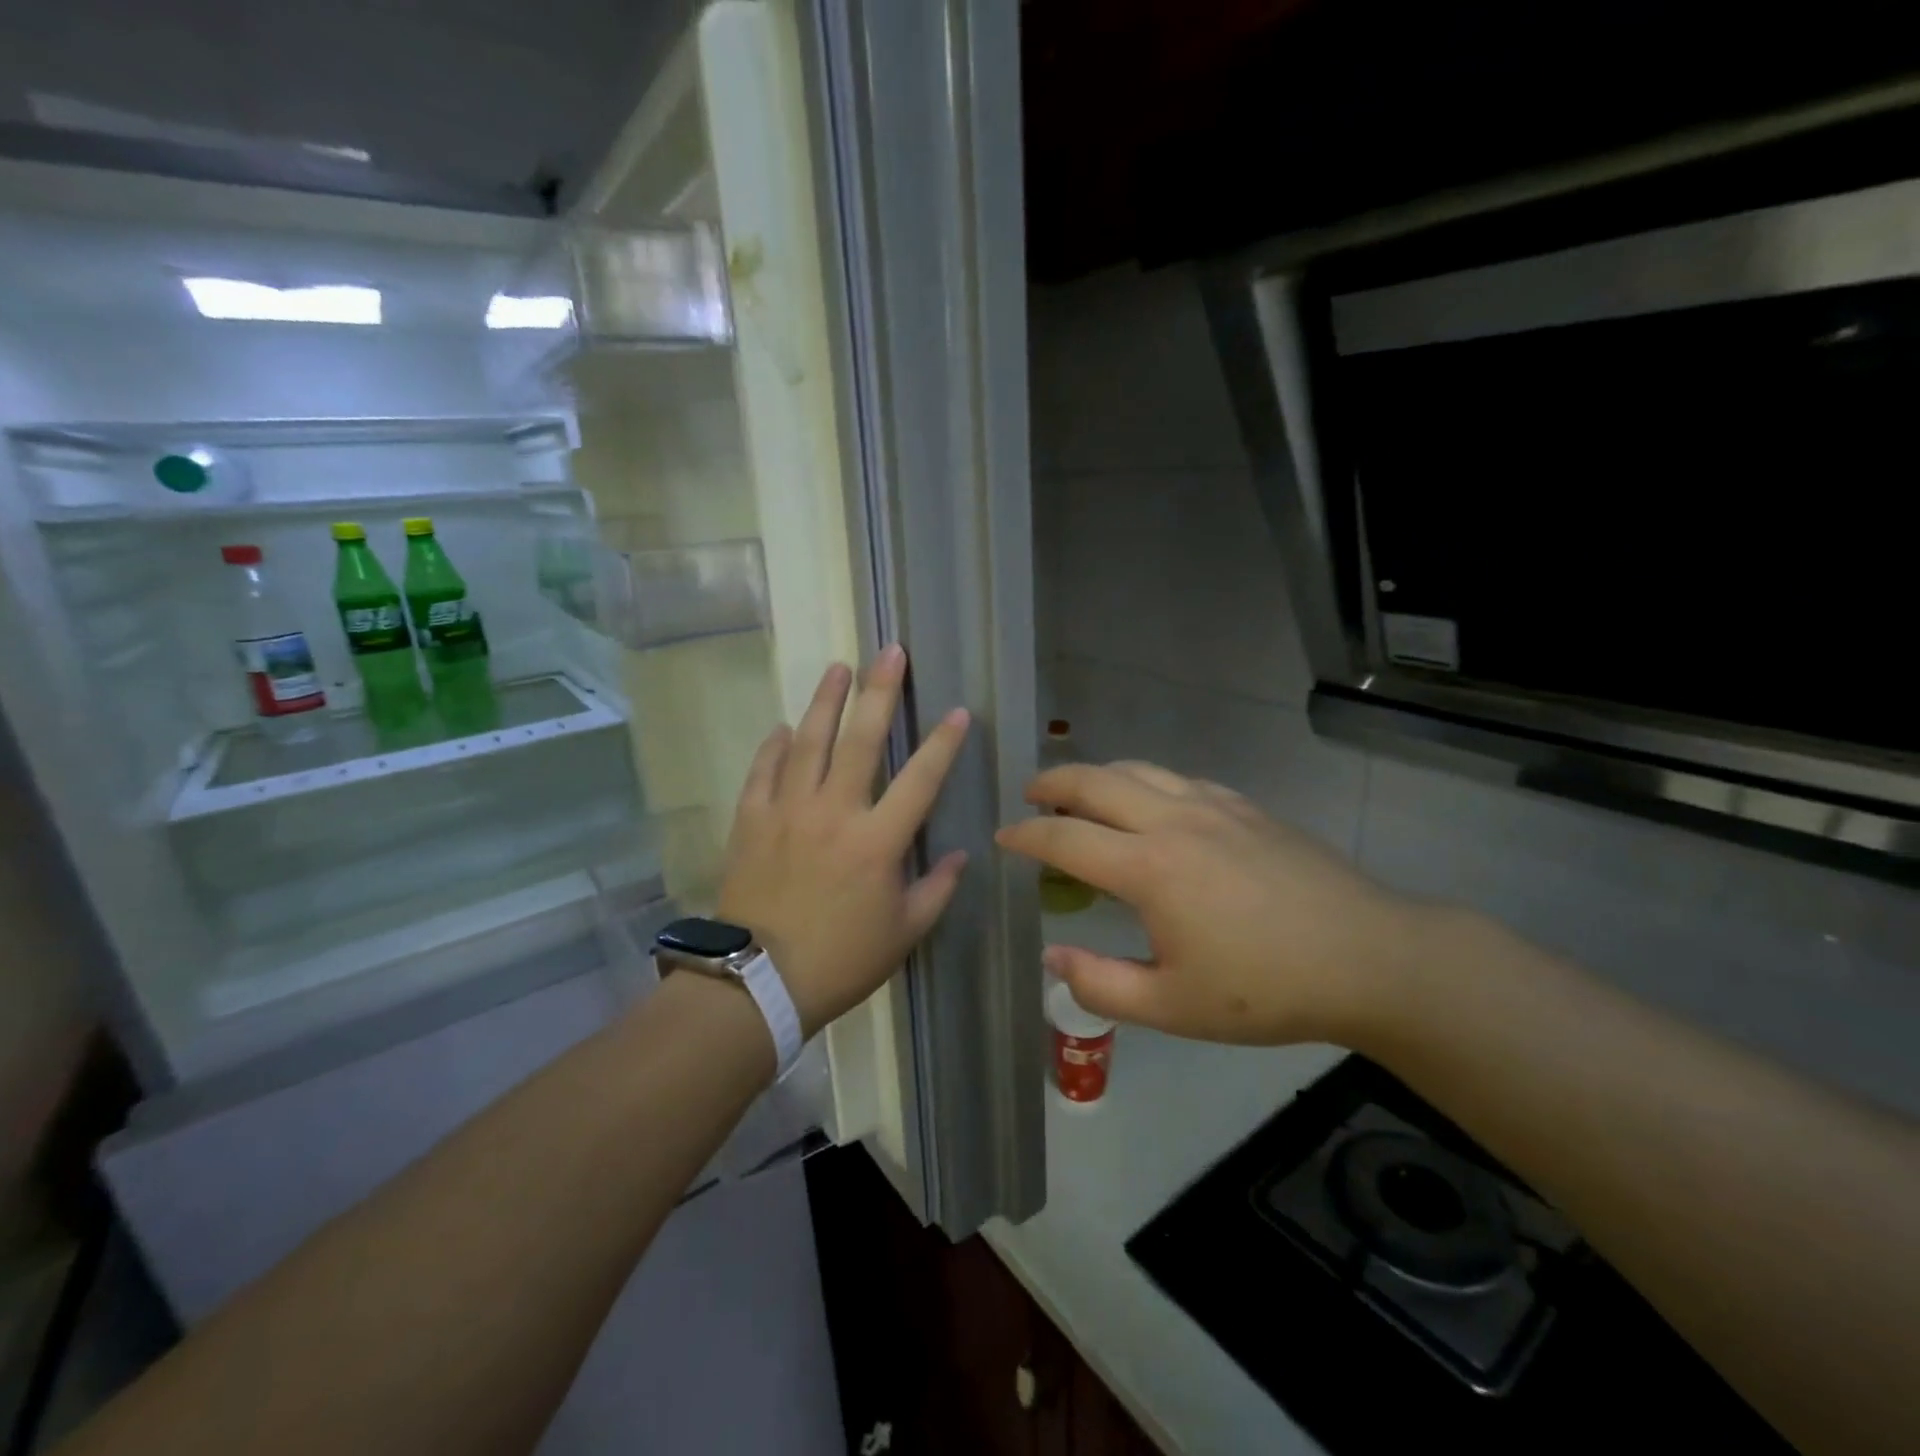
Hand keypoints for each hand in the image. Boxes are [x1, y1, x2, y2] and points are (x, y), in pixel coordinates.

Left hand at [717, 646, 970, 1037]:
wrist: (759, 983)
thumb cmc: (841, 961)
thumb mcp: (904, 933)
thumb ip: (937, 889)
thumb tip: (961, 854)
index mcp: (878, 842)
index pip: (920, 779)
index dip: (943, 743)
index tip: (958, 711)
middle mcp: (834, 813)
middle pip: (860, 740)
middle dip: (879, 691)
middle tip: (889, 652)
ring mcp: (787, 812)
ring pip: (808, 742)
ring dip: (825, 701)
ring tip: (838, 667)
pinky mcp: (751, 821)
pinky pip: (762, 772)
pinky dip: (773, 747)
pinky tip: (783, 728)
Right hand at [995, 761, 1426, 1045]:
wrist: (1368, 957)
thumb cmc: (1265, 990)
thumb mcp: (1173, 1007)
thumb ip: (1100, 985)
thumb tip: (1052, 960)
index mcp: (1147, 868)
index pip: (1065, 838)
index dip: (1026, 837)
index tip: (1004, 839)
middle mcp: (1172, 820)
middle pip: (1094, 780)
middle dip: (1052, 783)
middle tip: (1031, 798)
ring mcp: (1212, 805)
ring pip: (1136, 768)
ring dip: (1097, 775)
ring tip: (1082, 795)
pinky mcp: (1244, 806)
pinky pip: (1177, 778)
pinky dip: (1145, 782)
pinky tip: (1151, 806)